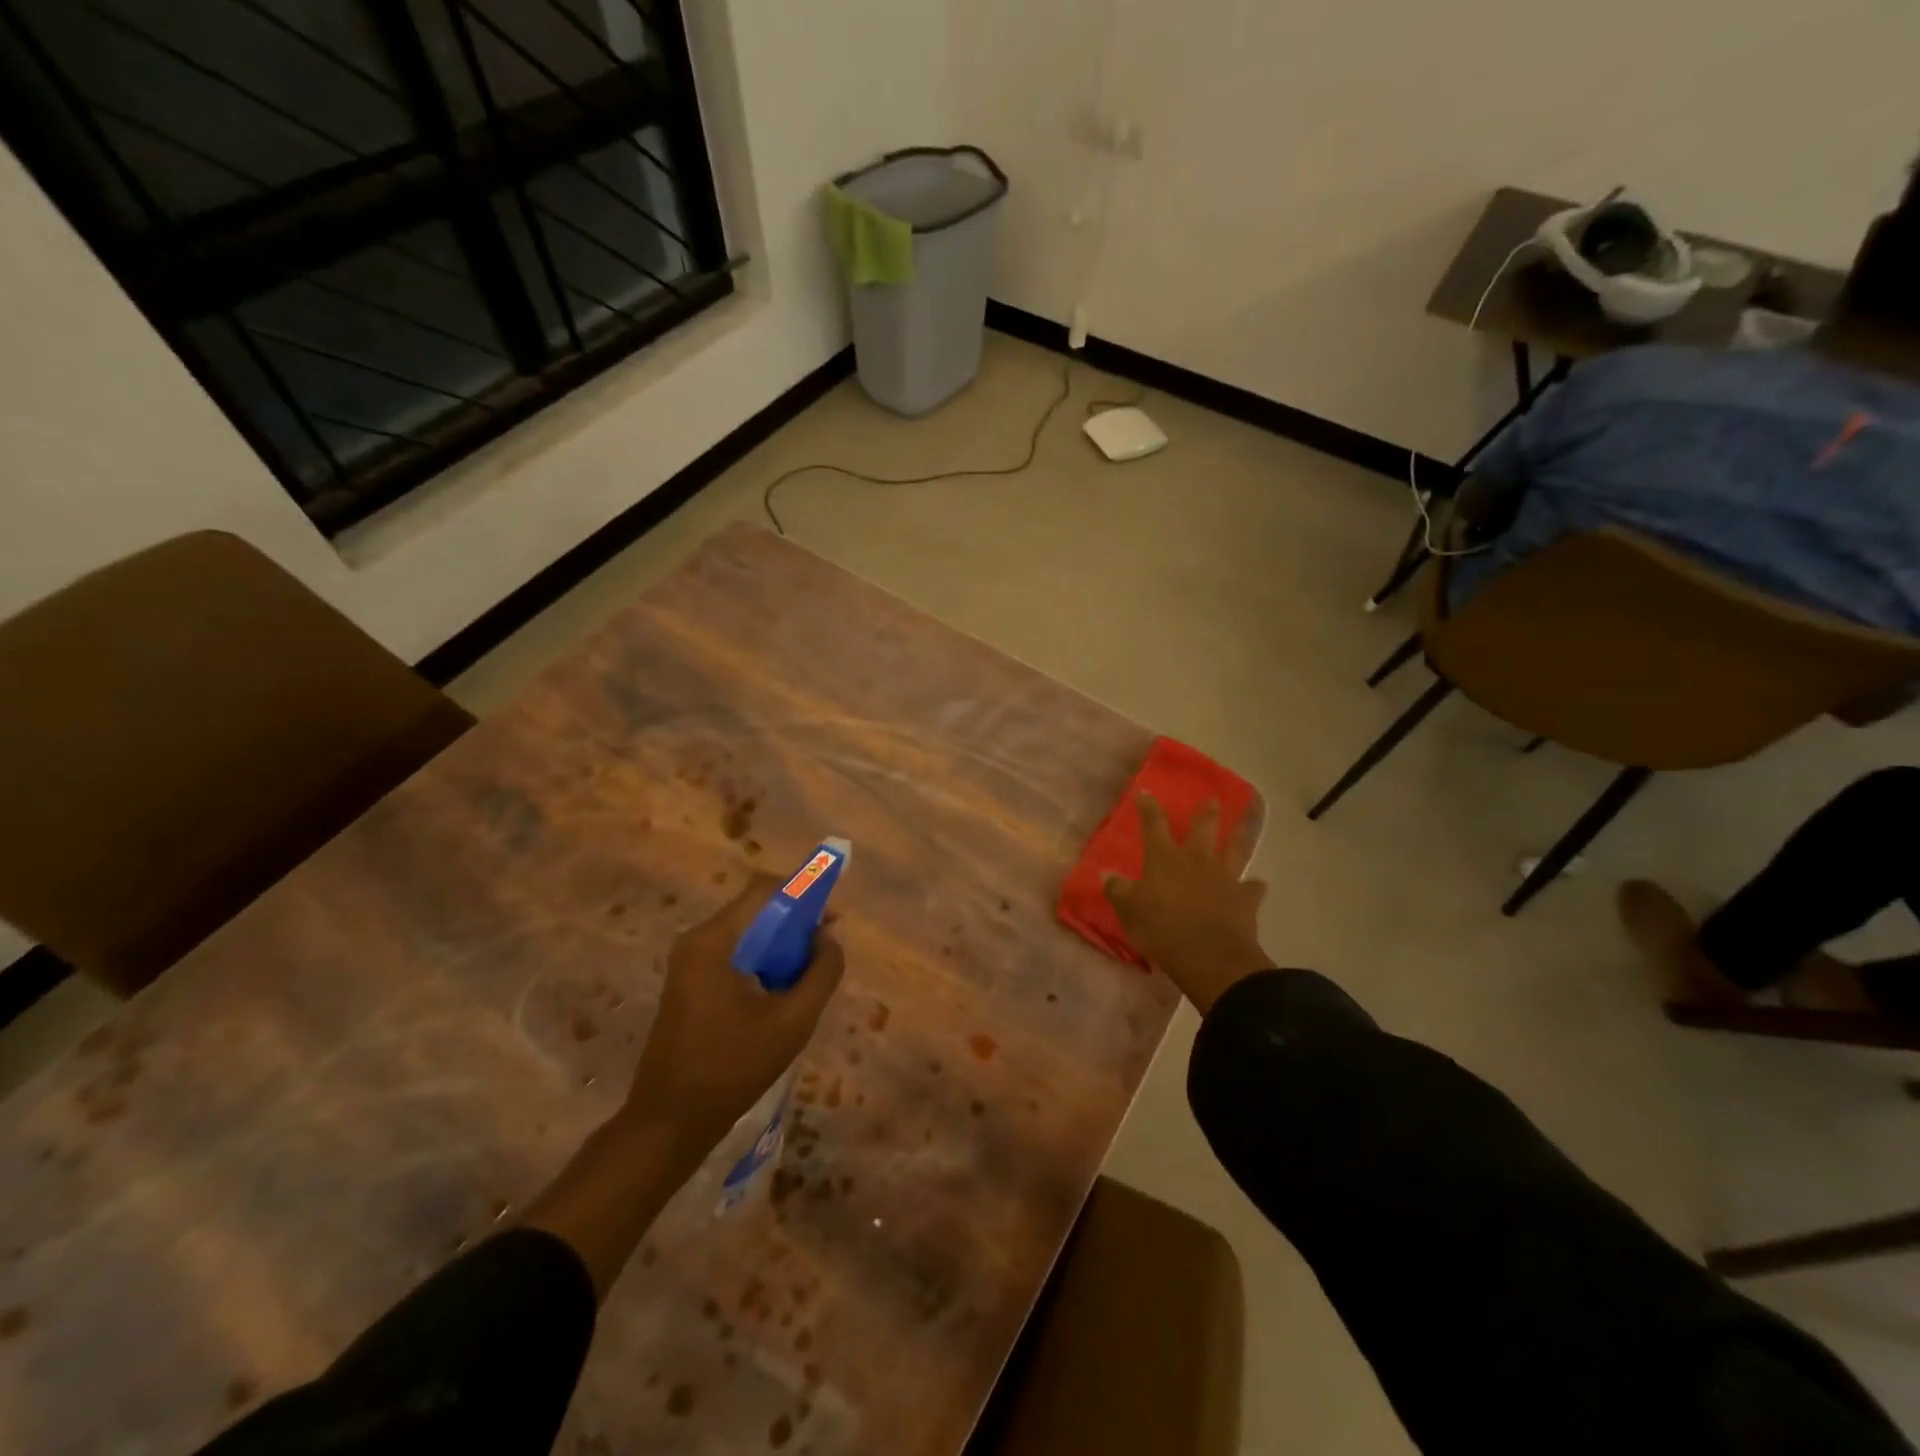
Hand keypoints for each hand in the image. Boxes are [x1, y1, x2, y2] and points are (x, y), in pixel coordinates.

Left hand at [628, 874, 845, 1154]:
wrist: (669, 1124)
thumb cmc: (732, 1068)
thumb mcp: (792, 1021)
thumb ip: (821, 972)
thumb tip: (828, 938)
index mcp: (714, 941)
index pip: (765, 890)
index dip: (804, 894)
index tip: (832, 920)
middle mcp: (697, 941)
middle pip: (756, 911)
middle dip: (796, 924)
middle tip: (826, 952)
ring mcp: (689, 964)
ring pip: (748, 935)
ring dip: (781, 947)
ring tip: (808, 978)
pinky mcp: (690, 985)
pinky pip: (735, 956)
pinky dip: (763, 964)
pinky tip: (781, 995)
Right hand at [1103, 794, 1268, 1012]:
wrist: (1209, 957)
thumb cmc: (1162, 930)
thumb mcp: (1129, 911)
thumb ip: (1118, 890)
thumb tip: (1106, 873)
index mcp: (1164, 859)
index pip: (1153, 825)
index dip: (1148, 808)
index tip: (1146, 792)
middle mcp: (1196, 861)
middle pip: (1202, 829)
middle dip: (1205, 813)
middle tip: (1212, 800)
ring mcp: (1224, 878)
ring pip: (1234, 850)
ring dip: (1238, 837)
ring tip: (1243, 827)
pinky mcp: (1245, 900)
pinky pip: (1252, 888)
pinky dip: (1254, 886)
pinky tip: (1256, 885)